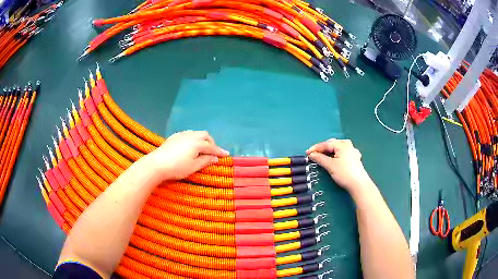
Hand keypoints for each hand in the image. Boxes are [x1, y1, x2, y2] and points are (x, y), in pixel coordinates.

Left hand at [147, 130, 228, 180]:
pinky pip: (187, 134)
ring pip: (196, 133)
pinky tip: (189, 145)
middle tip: (212, 152)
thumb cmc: (177, 167)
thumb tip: (215, 158)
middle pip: (205, 135)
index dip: (220, 151)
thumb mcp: (193, 167)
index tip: (227, 154)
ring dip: (201, 139)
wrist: (157, 164)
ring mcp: (181, 135)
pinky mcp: (173, 137)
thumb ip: (205, 161)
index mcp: (198, 143)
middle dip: (211, 142)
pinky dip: (192, 138)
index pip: (212, 147)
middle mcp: (191, 136)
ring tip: (201, 148)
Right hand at [306, 139, 372, 194]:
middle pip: (332, 144)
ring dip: (330, 151)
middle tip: (314, 154)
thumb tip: (311, 154)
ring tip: (323, 155)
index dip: (316, 148)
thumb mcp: (330, 166)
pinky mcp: (355, 158)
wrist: (359, 184)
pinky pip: (343, 153)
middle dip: (323, 149)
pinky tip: (336, 158)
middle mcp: (348, 145)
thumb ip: (320, 158)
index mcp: (342, 145)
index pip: (326, 144)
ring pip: (338, 148)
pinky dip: (336, 154)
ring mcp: (353, 152)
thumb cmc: (344, 173)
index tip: (307, 153)